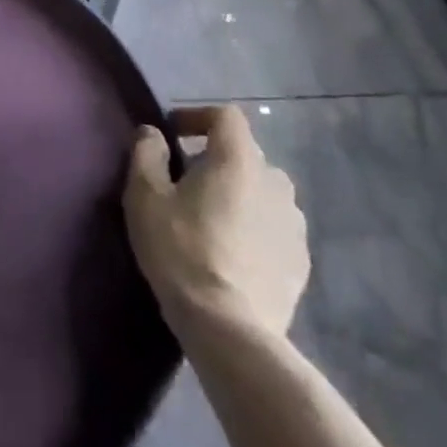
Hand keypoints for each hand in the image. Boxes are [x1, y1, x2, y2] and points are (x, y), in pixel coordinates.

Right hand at [124, 105, 309, 337]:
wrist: (230, 331)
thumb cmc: (182, 252)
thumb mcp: (146, 197)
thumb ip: (147, 153)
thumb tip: (153, 133)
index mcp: (239, 159)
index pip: (226, 116)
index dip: (198, 117)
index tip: (173, 134)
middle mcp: (274, 181)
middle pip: (244, 153)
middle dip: (216, 159)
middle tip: (187, 183)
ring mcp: (294, 224)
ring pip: (262, 191)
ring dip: (239, 194)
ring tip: (212, 220)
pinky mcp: (300, 262)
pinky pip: (274, 227)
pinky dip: (255, 228)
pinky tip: (233, 253)